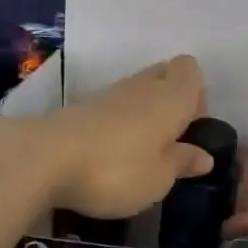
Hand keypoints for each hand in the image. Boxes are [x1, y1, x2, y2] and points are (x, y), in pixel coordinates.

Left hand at [32, 55, 213, 219]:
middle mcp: (142, 87)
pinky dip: (118, 124)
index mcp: (170, 97)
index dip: (197, 94)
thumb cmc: (116, 170)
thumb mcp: (159, 178)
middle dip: (171, 99)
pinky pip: (111, 108)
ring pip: (136, 91)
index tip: (191, 127)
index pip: (190, 69)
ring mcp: (107, 95)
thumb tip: (204, 155)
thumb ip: (182, 163)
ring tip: (141, 152)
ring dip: (143, 113)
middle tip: (169, 140)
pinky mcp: (80, 109)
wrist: (43, 159)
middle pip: (164, 74)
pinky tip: (112, 154)